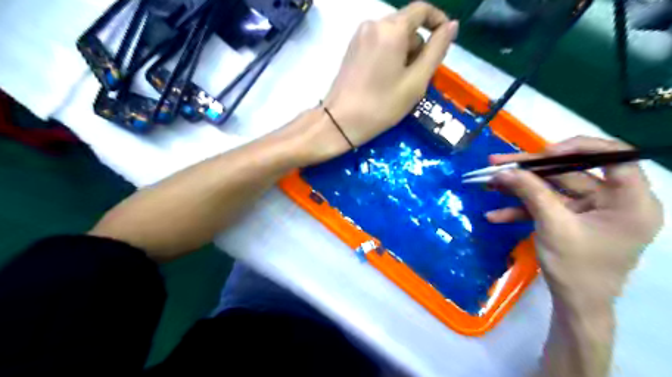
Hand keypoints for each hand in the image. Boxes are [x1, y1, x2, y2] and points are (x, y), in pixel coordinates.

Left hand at [286, 2, 458, 163]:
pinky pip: (379, 45)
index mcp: (391, 28)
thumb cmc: (381, 105)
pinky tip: (385, 81)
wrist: (339, 122)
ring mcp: (359, 37)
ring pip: (393, 37)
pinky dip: (389, 57)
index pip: (422, 9)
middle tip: (416, 79)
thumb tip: (451, 26)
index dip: (438, 22)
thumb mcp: (416, 81)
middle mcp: (373, 24)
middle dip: (418, 48)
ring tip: (399, 85)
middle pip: (407, 26)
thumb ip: (437, 50)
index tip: (445, 44)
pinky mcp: (352, 49)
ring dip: (404, 55)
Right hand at [486, 136, 663, 313]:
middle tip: (497, 163)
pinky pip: (545, 206)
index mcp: (629, 201)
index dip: (580, 147)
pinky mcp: (571, 219)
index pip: (614, 157)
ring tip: (488, 184)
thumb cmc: (577, 269)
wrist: (575, 304)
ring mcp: (589, 210)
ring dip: (518, 188)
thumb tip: (504, 170)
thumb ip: (531, 193)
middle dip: (529, 170)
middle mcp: (612, 200)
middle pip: (569, 172)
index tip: (544, 151)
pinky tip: (495, 214)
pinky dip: (521, 209)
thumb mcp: (554, 227)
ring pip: (551, 188)